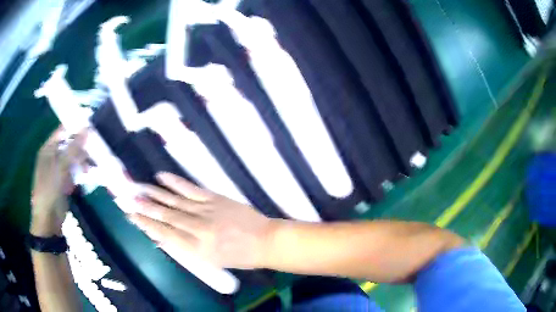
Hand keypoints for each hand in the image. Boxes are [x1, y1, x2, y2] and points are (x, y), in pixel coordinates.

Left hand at [31, 127, 87, 235]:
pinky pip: (74, 171)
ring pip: (73, 157)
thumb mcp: (61, 168)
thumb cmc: (50, 191)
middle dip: (82, 144)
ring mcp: (58, 170)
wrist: (49, 221)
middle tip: (96, 145)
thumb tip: (88, 127)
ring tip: (95, 162)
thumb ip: (73, 148)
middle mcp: (52, 156)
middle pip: (69, 143)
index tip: (92, 124)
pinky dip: (82, 170)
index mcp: (48, 149)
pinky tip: (90, 173)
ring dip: (83, 158)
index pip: (63, 130)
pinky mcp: (64, 182)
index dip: (76, 126)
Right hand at [128, 172, 275, 269]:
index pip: (164, 234)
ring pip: (174, 201)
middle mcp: (197, 229)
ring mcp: (206, 211)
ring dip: (154, 194)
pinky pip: (190, 189)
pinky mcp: (214, 198)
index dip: (145, 225)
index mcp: (197, 249)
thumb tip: (161, 238)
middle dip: (145, 207)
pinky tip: (161, 177)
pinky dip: (174, 182)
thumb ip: (185, 248)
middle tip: (128, 199)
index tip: (131, 217)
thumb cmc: (238, 256)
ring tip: (138, 188)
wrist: (264, 241)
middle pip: (165, 216)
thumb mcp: (210, 261)